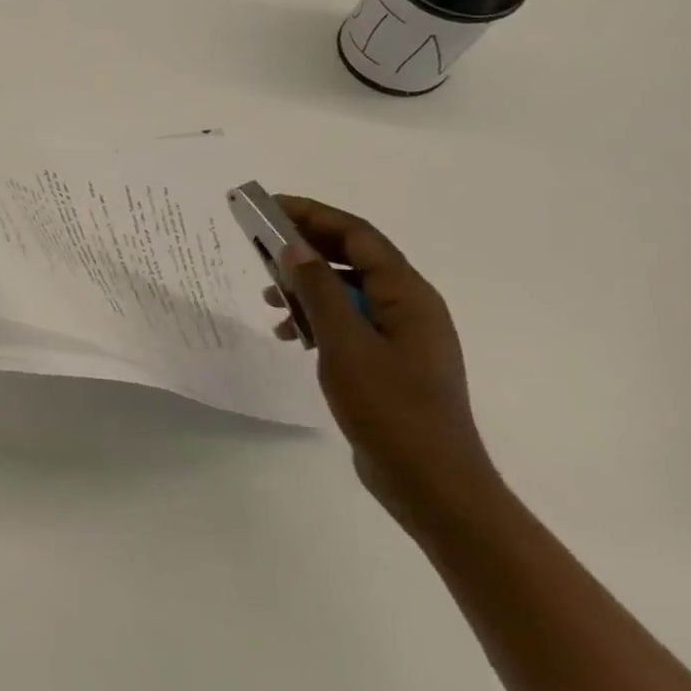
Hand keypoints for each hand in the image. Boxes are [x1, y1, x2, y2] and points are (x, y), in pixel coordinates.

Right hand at [264, 196, 499, 531]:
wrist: (432, 484)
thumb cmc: (390, 408)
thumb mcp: (345, 343)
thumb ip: (318, 290)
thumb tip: (293, 246)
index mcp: (408, 294)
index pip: (357, 236)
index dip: (313, 215)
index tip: (270, 206)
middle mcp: (408, 307)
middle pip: (352, 260)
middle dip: (305, 249)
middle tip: (259, 245)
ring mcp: (400, 337)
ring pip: (347, 293)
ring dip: (307, 288)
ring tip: (268, 298)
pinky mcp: (389, 363)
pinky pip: (348, 324)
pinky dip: (317, 320)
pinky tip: (291, 336)